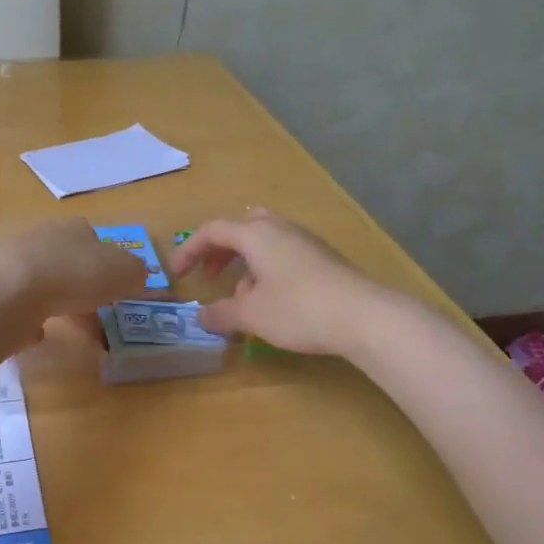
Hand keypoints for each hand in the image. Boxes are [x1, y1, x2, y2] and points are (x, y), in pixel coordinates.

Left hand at [0, 218, 150, 322]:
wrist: (8, 289)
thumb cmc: (74, 275)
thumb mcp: (123, 272)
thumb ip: (134, 273)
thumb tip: (136, 275)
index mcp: (75, 229)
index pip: (94, 240)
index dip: (106, 265)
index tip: (113, 289)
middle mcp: (42, 237)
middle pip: (66, 260)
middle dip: (79, 285)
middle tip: (92, 314)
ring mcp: (12, 261)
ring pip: (40, 280)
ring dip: (53, 300)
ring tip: (65, 326)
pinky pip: (16, 303)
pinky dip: (27, 317)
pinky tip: (35, 333)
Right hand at [172, 210, 383, 354]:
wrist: (365, 316)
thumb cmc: (298, 309)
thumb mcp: (252, 315)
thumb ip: (222, 314)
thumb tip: (201, 316)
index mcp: (256, 235)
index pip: (212, 230)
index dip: (189, 249)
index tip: (177, 272)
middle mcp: (280, 229)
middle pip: (242, 227)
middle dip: (221, 250)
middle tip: (211, 275)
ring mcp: (306, 242)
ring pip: (265, 241)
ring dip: (246, 263)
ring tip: (242, 296)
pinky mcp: (325, 259)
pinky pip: (285, 254)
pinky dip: (268, 269)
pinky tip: (274, 302)